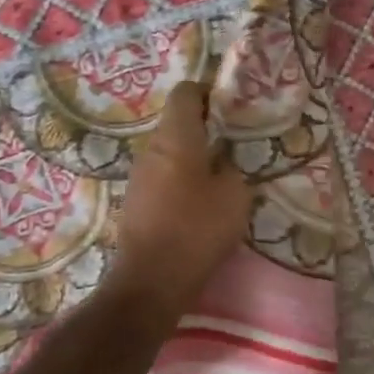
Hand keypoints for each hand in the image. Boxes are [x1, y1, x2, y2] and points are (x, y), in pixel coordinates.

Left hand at [111, 82, 250, 318]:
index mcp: (176, 138)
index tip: (231, 106)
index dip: (208, 92)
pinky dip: (183, 180)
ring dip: (195, 156)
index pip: (185, 93)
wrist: (151, 281)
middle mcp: (151, 149)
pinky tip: (202, 203)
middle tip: (236, 143)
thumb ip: (233, 169)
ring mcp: (139, 176)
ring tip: (223, 175)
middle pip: (177, 122)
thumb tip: (226, 163)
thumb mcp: (235, 196)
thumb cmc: (197, 230)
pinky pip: (164, 177)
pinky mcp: (137, 202)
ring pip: (171, 151)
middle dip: (206, 127)